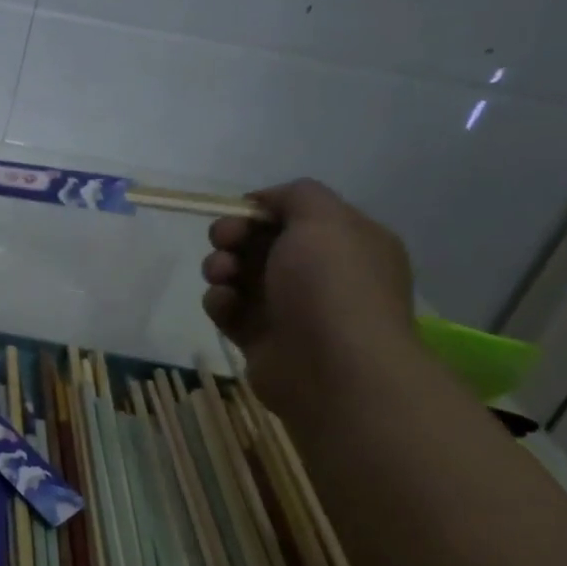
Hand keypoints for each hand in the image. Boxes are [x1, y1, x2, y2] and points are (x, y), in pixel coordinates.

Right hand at [201, 179, 418, 413]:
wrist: (332, 370)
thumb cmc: (331, 286)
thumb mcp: (324, 220)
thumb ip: (296, 195)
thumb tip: (266, 201)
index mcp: (346, 243)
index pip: (297, 215)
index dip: (263, 210)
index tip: (240, 212)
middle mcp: (320, 275)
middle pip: (261, 243)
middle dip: (233, 236)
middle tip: (223, 240)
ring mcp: (289, 309)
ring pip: (239, 275)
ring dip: (220, 267)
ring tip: (221, 275)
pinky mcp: (260, 339)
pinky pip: (229, 311)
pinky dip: (221, 303)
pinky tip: (226, 306)